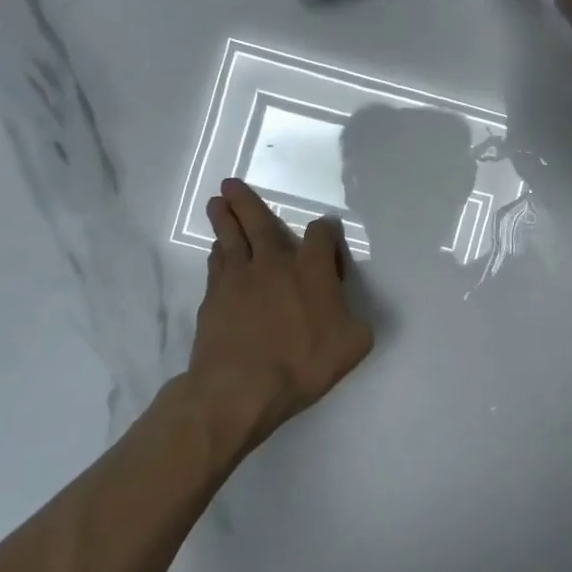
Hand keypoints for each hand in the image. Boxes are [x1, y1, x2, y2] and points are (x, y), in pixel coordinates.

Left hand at [187, 179, 374, 447]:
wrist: (240, 387)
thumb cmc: (302, 363)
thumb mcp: (352, 345)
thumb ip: (357, 324)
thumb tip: (353, 316)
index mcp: (312, 269)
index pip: (321, 234)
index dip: (326, 230)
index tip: (326, 232)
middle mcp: (274, 263)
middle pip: (259, 222)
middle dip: (247, 202)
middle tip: (231, 184)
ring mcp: (239, 278)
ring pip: (230, 238)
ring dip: (224, 218)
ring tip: (217, 203)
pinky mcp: (213, 297)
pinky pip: (216, 265)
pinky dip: (218, 252)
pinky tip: (217, 250)